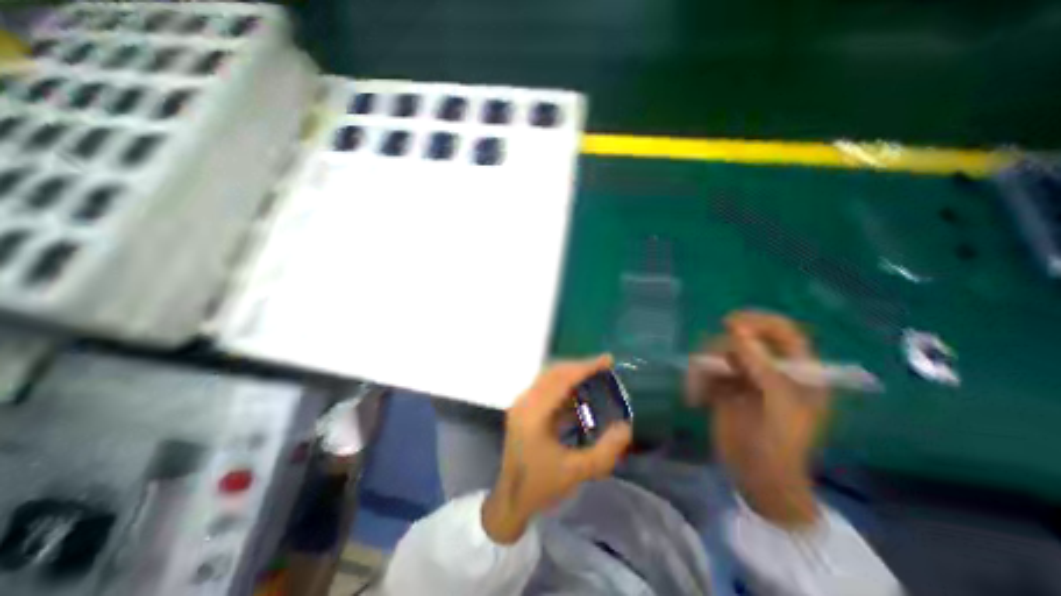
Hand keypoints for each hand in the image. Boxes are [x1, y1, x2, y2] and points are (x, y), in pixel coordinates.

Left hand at [483, 357, 636, 541]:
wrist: (510, 501)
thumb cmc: (541, 486)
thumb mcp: (577, 472)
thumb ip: (605, 451)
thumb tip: (625, 426)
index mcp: (533, 413)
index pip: (561, 379)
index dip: (585, 367)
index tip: (607, 360)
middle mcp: (524, 401)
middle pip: (553, 372)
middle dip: (579, 366)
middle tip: (604, 366)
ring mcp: (521, 404)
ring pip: (548, 377)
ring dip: (571, 374)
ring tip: (594, 376)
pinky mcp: (522, 409)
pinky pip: (545, 388)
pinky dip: (564, 386)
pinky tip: (579, 394)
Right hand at [688, 312, 827, 526]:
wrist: (756, 477)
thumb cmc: (779, 444)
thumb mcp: (778, 403)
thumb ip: (762, 364)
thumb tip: (737, 329)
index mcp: (796, 370)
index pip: (781, 330)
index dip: (758, 321)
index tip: (730, 323)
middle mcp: (769, 368)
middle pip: (742, 339)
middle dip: (722, 349)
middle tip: (711, 366)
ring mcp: (744, 377)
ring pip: (718, 352)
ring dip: (704, 366)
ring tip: (698, 388)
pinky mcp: (722, 386)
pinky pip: (705, 370)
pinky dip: (696, 380)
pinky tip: (695, 398)